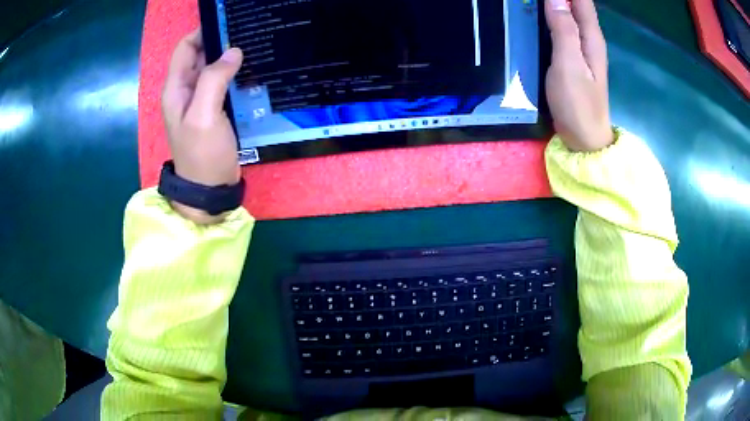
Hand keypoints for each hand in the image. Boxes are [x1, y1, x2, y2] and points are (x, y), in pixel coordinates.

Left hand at [162, 28, 243, 222]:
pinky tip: (251, 70)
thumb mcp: (204, 116)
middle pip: (200, 55)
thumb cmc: (202, 155)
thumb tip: (232, 51)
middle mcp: (185, 90)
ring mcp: (199, 101)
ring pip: (213, 68)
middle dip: (220, 41)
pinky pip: (222, 83)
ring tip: (254, 47)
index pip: (186, 47)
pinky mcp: (213, 110)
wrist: (208, 191)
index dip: (204, 31)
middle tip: (248, 32)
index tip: (229, 23)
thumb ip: (214, 80)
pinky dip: (234, 74)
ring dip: (229, 57)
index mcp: (176, 89)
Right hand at [545, 0, 612, 151]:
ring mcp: (582, 50)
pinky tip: (541, 15)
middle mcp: (589, 39)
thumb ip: (563, 29)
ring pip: (570, 15)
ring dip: (556, 4)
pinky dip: (553, 17)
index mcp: (591, 37)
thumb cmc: (578, 104)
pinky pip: (564, 28)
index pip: (581, 1)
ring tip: (536, 2)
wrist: (584, 139)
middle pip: (576, 5)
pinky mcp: (573, 59)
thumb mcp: (569, 64)